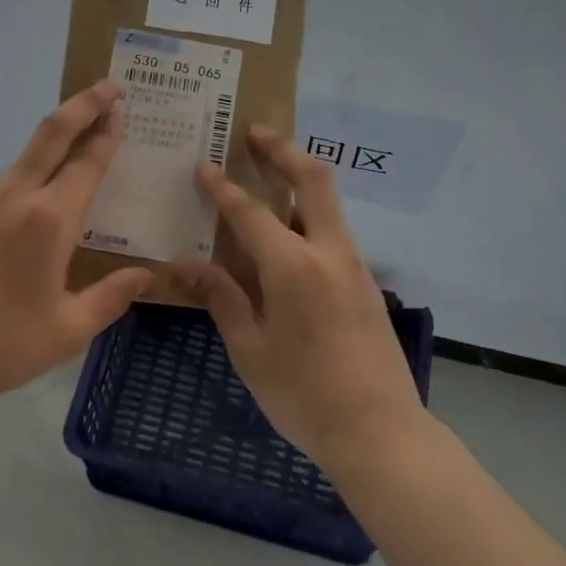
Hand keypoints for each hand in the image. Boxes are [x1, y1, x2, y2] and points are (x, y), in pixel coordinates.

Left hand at [0, 79, 153, 411]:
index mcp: (49, 220)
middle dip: (84, 104)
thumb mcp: (67, 329)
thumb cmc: (0, 343)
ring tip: (87, 132)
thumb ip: (111, 297)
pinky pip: (13, 175)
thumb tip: (146, 275)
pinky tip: (50, 183)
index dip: (108, 134)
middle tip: (111, 87)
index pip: (87, 162)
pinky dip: (39, 161)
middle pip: (53, 133)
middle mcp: (18, 197)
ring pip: (29, 151)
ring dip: (60, 132)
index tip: (124, 111)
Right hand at [176, 126, 423, 470]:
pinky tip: (287, 228)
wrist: (380, 432)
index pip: (251, 212)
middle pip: (313, 179)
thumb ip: (221, 297)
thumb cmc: (303, 395)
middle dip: (283, 150)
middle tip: (254, 133)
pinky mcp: (365, 281)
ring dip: (299, 176)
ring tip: (267, 170)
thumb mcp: (250, 349)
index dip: (223, 186)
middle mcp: (329, 252)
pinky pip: (333, 229)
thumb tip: (185, 262)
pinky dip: (309, 210)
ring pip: (328, 201)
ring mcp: (354, 265)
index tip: (203, 163)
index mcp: (294, 267)